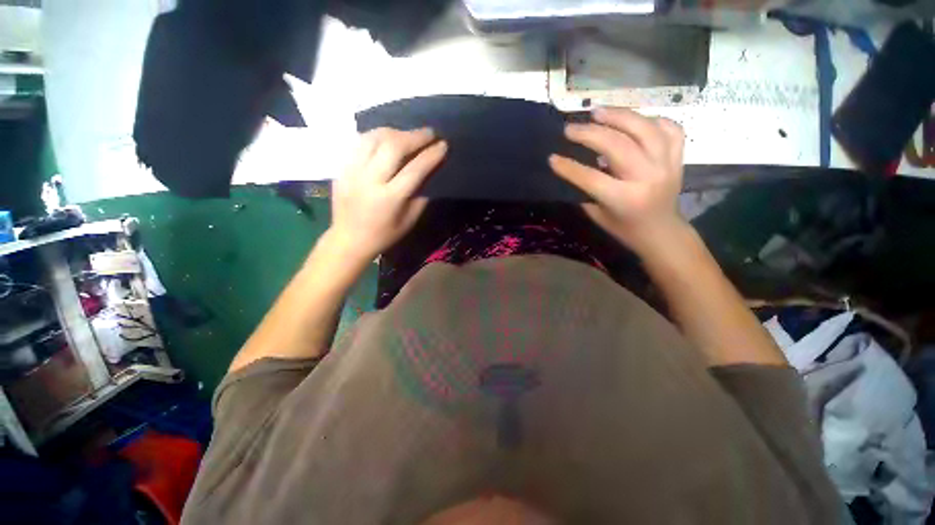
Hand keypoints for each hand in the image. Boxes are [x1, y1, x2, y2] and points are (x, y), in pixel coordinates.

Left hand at [329, 127, 446, 261]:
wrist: (349, 239)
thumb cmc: (384, 235)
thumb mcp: (409, 221)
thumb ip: (420, 197)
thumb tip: (428, 173)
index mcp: (390, 198)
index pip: (415, 169)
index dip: (431, 155)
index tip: (443, 145)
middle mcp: (370, 180)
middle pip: (393, 147)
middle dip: (415, 136)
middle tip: (429, 133)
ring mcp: (352, 171)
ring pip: (373, 138)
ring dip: (395, 132)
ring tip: (407, 134)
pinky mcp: (341, 168)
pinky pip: (359, 143)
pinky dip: (376, 136)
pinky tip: (386, 138)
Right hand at [549, 107, 686, 254]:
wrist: (661, 232)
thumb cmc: (624, 227)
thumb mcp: (598, 215)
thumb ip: (586, 191)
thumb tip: (572, 167)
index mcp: (624, 198)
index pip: (590, 177)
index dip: (568, 167)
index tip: (552, 158)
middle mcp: (647, 177)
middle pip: (616, 146)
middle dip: (589, 134)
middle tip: (570, 128)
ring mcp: (666, 164)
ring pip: (644, 129)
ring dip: (618, 116)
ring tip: (597, 112)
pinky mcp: (678, 158)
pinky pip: (669, 129)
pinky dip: (651, 120)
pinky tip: (633, 120)